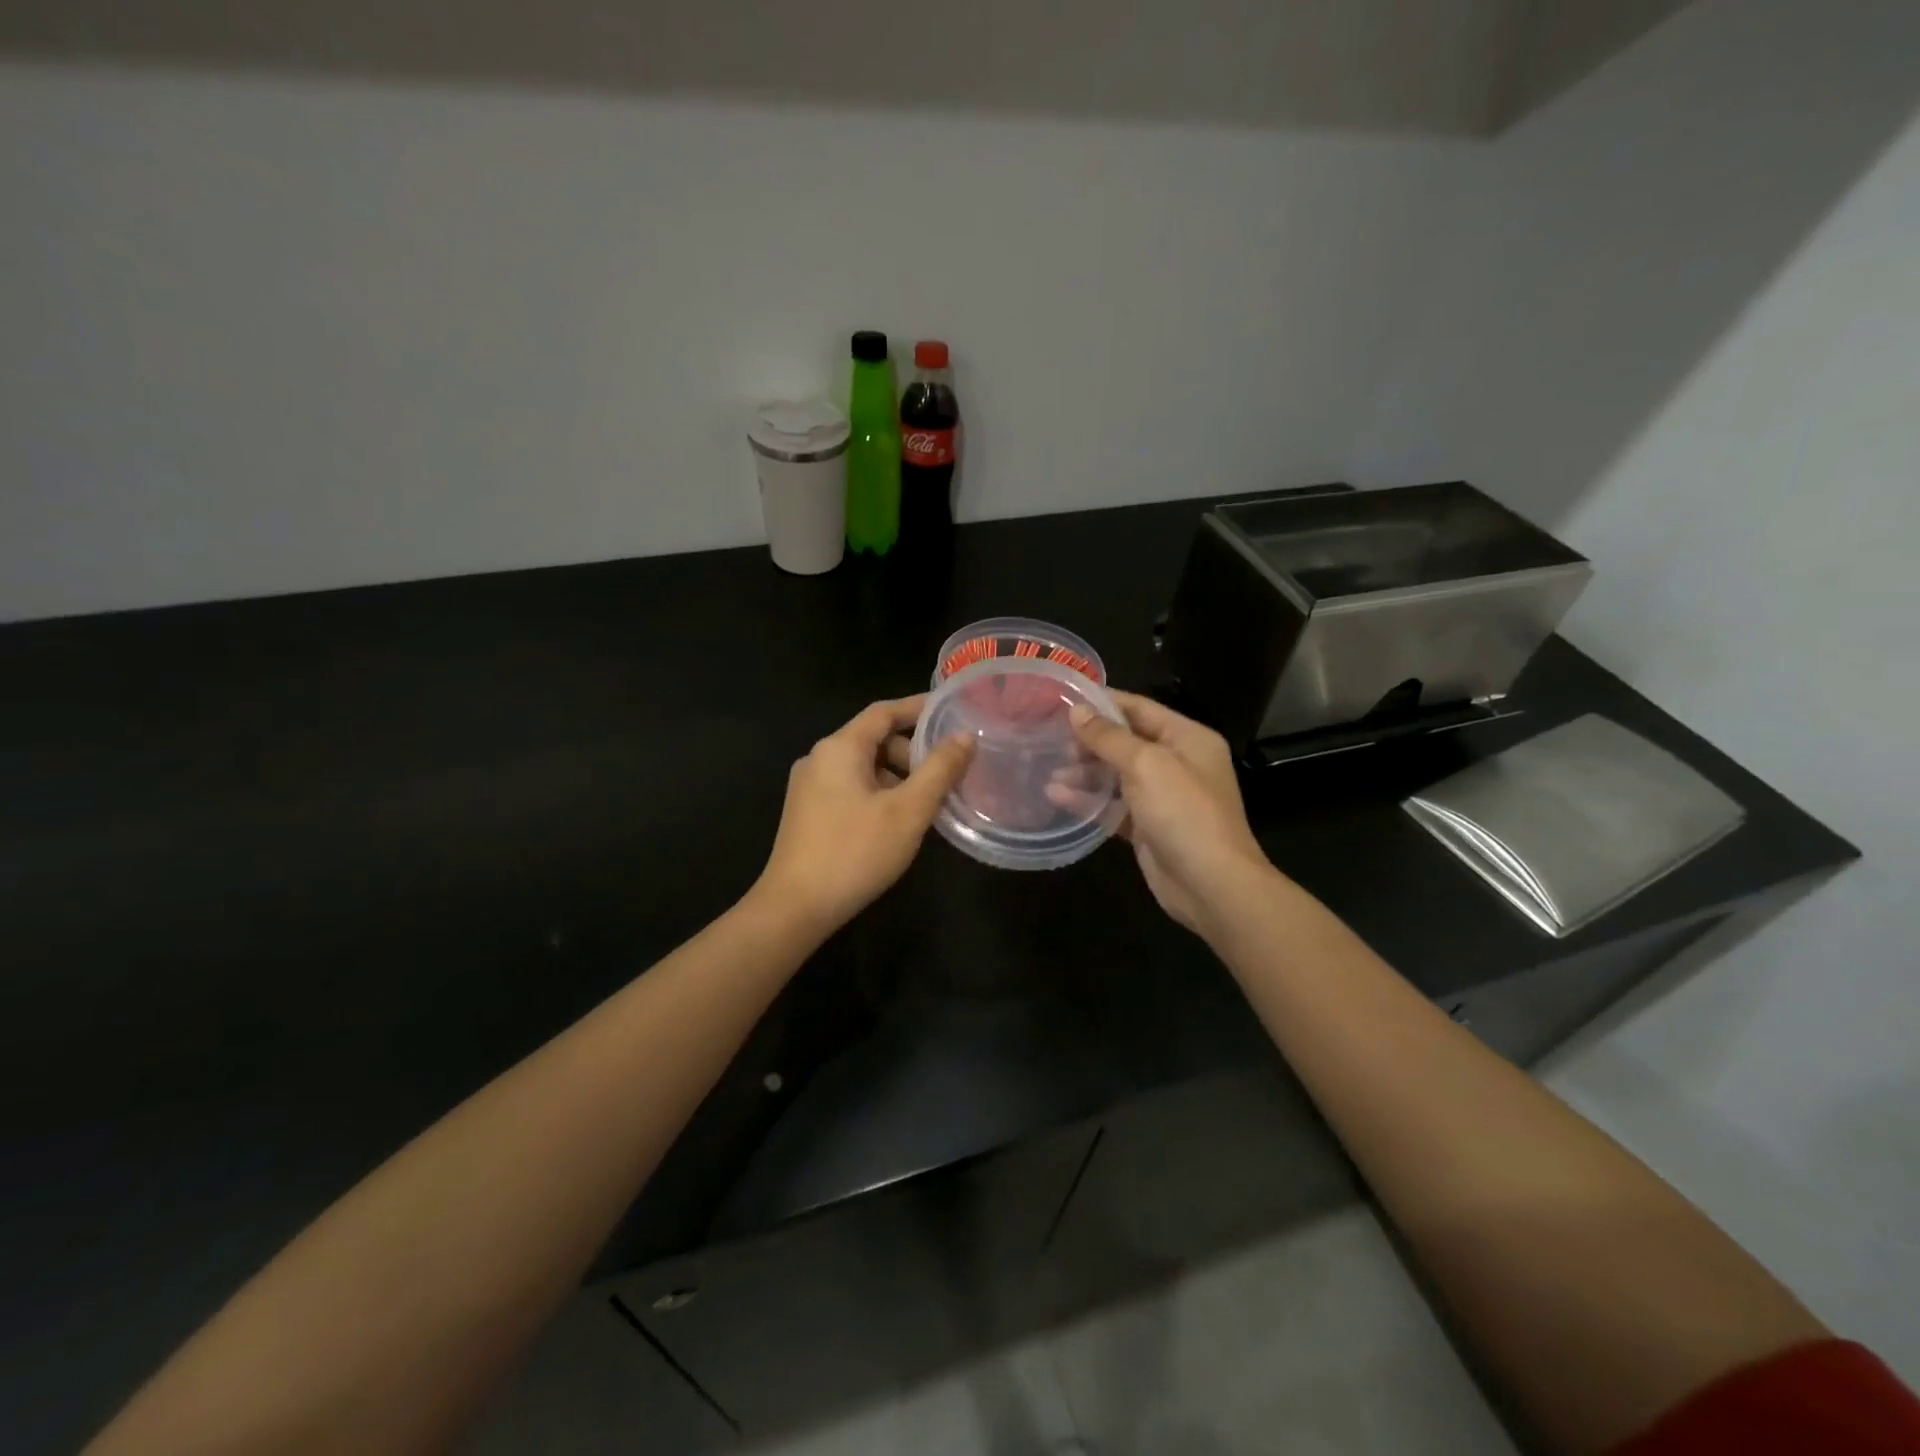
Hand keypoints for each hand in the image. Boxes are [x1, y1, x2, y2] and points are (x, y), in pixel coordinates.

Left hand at [754, 695, 973, 934]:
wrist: (795, 908)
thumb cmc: (855, 852)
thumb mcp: (908, 810)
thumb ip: (939, 770)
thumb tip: (964, 737)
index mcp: (839, 747)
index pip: (884, 711)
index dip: (919, 707)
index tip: (952, 711)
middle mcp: (819, 758)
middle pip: (874, 739)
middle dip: (913, 751)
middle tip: (948, 772)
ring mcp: (809, 787)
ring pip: (864, 767)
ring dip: (898, 776)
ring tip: (929, 802)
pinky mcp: (808, 812)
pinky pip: (851, 787)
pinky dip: (880, 792)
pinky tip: (899, 821)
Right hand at [1061, 692, 1270, 934]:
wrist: (1210, 884)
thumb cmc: (1183, 812)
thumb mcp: (1146, 764)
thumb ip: (1109, 737)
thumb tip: (1077, 710)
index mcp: (1187, 738)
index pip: (1140, 708)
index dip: (1103, 703)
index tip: (1064, 700)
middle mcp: (1177, 763)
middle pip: (1126, 742)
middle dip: (1089, 741)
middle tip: (1051, 741)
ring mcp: (1162, 797)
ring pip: (1116, 776)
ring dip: (1084, 773)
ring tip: (1049, 772)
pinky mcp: (1147, 827)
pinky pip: (1113, 806)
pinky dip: (1088, 801)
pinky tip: (1057, 797)